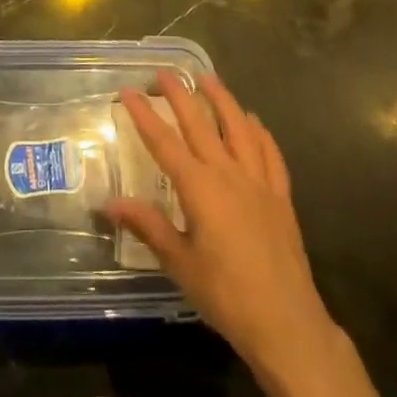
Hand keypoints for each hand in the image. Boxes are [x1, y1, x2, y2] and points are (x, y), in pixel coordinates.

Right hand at [106, 73, 344, 392]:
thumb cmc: (225, 295)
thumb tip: (109, 203)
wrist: (286, 323)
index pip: (164, 142)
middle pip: (200, 125)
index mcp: (199, 188)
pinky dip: (260, 132)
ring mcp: (259, 183)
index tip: (128, 91)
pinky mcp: (281, 197)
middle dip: (179, 96)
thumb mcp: (179, 262)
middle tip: (164, 72)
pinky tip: (253, 121)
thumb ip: (147, 226)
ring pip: (239, 129)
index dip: (144, 115)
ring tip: (208, 78)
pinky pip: (271, 154)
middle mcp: (228, 174)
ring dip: (222, 100)